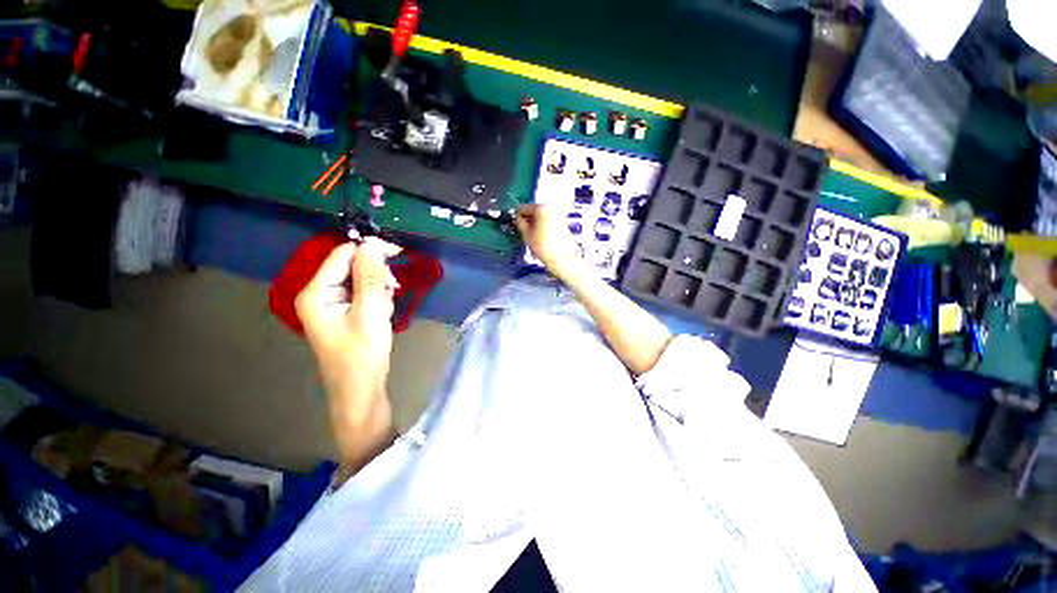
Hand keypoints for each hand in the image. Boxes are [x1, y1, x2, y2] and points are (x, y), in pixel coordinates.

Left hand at [295, 236, 401, 385]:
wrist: (361, 391)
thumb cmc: (362, 355)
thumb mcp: (369, 313)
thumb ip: (369, 277)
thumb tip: (372, 245)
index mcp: (316, 292)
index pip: (342, 254)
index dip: (370, 250)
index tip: (399, 253)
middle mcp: (319, 294)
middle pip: (352, 266)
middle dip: (376, 276)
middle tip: (391, 292)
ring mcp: (332, 305)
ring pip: (361, 281)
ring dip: (379, 291)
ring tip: (385, 312)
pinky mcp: (344, 313)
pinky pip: (364, 295)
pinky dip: (378, 301)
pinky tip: (382, 316)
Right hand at [514, 204, 584, 281]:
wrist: (562, 258)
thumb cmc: (543, 246)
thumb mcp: (527, 235)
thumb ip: (520, 223)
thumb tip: (517, 218)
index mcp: (541, 208)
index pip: (523, 208)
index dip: (516, 215)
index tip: (513, 222)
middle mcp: (551, 207)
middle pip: (533, 210)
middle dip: (527, 218)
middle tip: (522, 229)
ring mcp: (558, 213)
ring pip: (541, 215)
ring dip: (535, 222)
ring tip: (531, 234)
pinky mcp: (562, 221)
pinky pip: (548, 219)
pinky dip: (542, 225)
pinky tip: (540, 235)